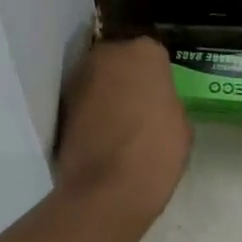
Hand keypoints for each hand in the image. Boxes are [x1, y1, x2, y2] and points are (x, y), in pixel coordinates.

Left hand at [53, 37, 191, 221]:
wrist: (107, 189)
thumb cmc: (156, 151)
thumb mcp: (181, 124)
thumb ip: (166, 100)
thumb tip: (154, 102)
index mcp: (144, 51)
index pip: (154, 55)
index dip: (157, 76)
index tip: (160, 95)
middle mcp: (108, 54)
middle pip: (121, 59)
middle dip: (127, 76)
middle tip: (138, 104)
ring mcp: (79, 76)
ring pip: (99, 77)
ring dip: (106, 92)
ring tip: (118, 121)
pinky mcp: (60, 103)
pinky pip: (83, 100)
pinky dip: (90, 110)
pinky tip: (101, 133)